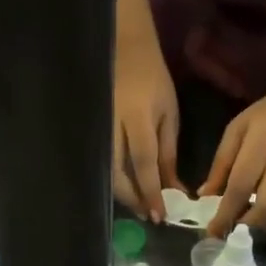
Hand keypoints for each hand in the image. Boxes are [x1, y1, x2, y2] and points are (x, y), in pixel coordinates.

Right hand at [112, 32, 179, 221]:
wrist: (123, 49)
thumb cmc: (152, 80)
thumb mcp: (168, 114)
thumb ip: (168, 154)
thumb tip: (174, 190)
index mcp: (137, 118)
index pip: (143, 163)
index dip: (151, 192)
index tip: (160, 216)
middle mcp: (113, 126)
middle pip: (118, 174)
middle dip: (134, 199)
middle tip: (149, 215)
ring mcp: (98, 128)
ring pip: (106, 172)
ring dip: (123, 194)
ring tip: (140, 206)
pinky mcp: (91, 132)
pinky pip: (101, 163)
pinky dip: (115, 181)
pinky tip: (127, 190)